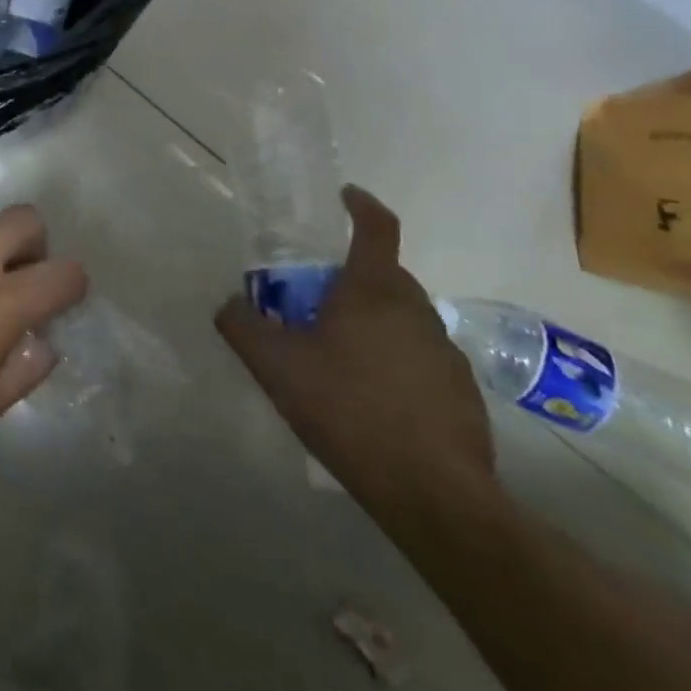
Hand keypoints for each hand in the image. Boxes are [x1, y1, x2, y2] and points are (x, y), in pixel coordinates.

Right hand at [215, 186, 494, 513]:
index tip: (345, 196)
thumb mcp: (275, 366)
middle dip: (351, 277)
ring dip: (374, 322)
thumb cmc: (348, 410)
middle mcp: (415, 309)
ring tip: (340, 357)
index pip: (376, 227)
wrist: (433, 494)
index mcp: (372, 290)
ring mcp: (445, 351)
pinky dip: (396, 361)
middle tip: (315, 302)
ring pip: (402, 317)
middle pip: (384, 274)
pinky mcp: (462, 391)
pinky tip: (373, 400)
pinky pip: (420, 357)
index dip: (360, 205)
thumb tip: (229, 303)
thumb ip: (242, 326)